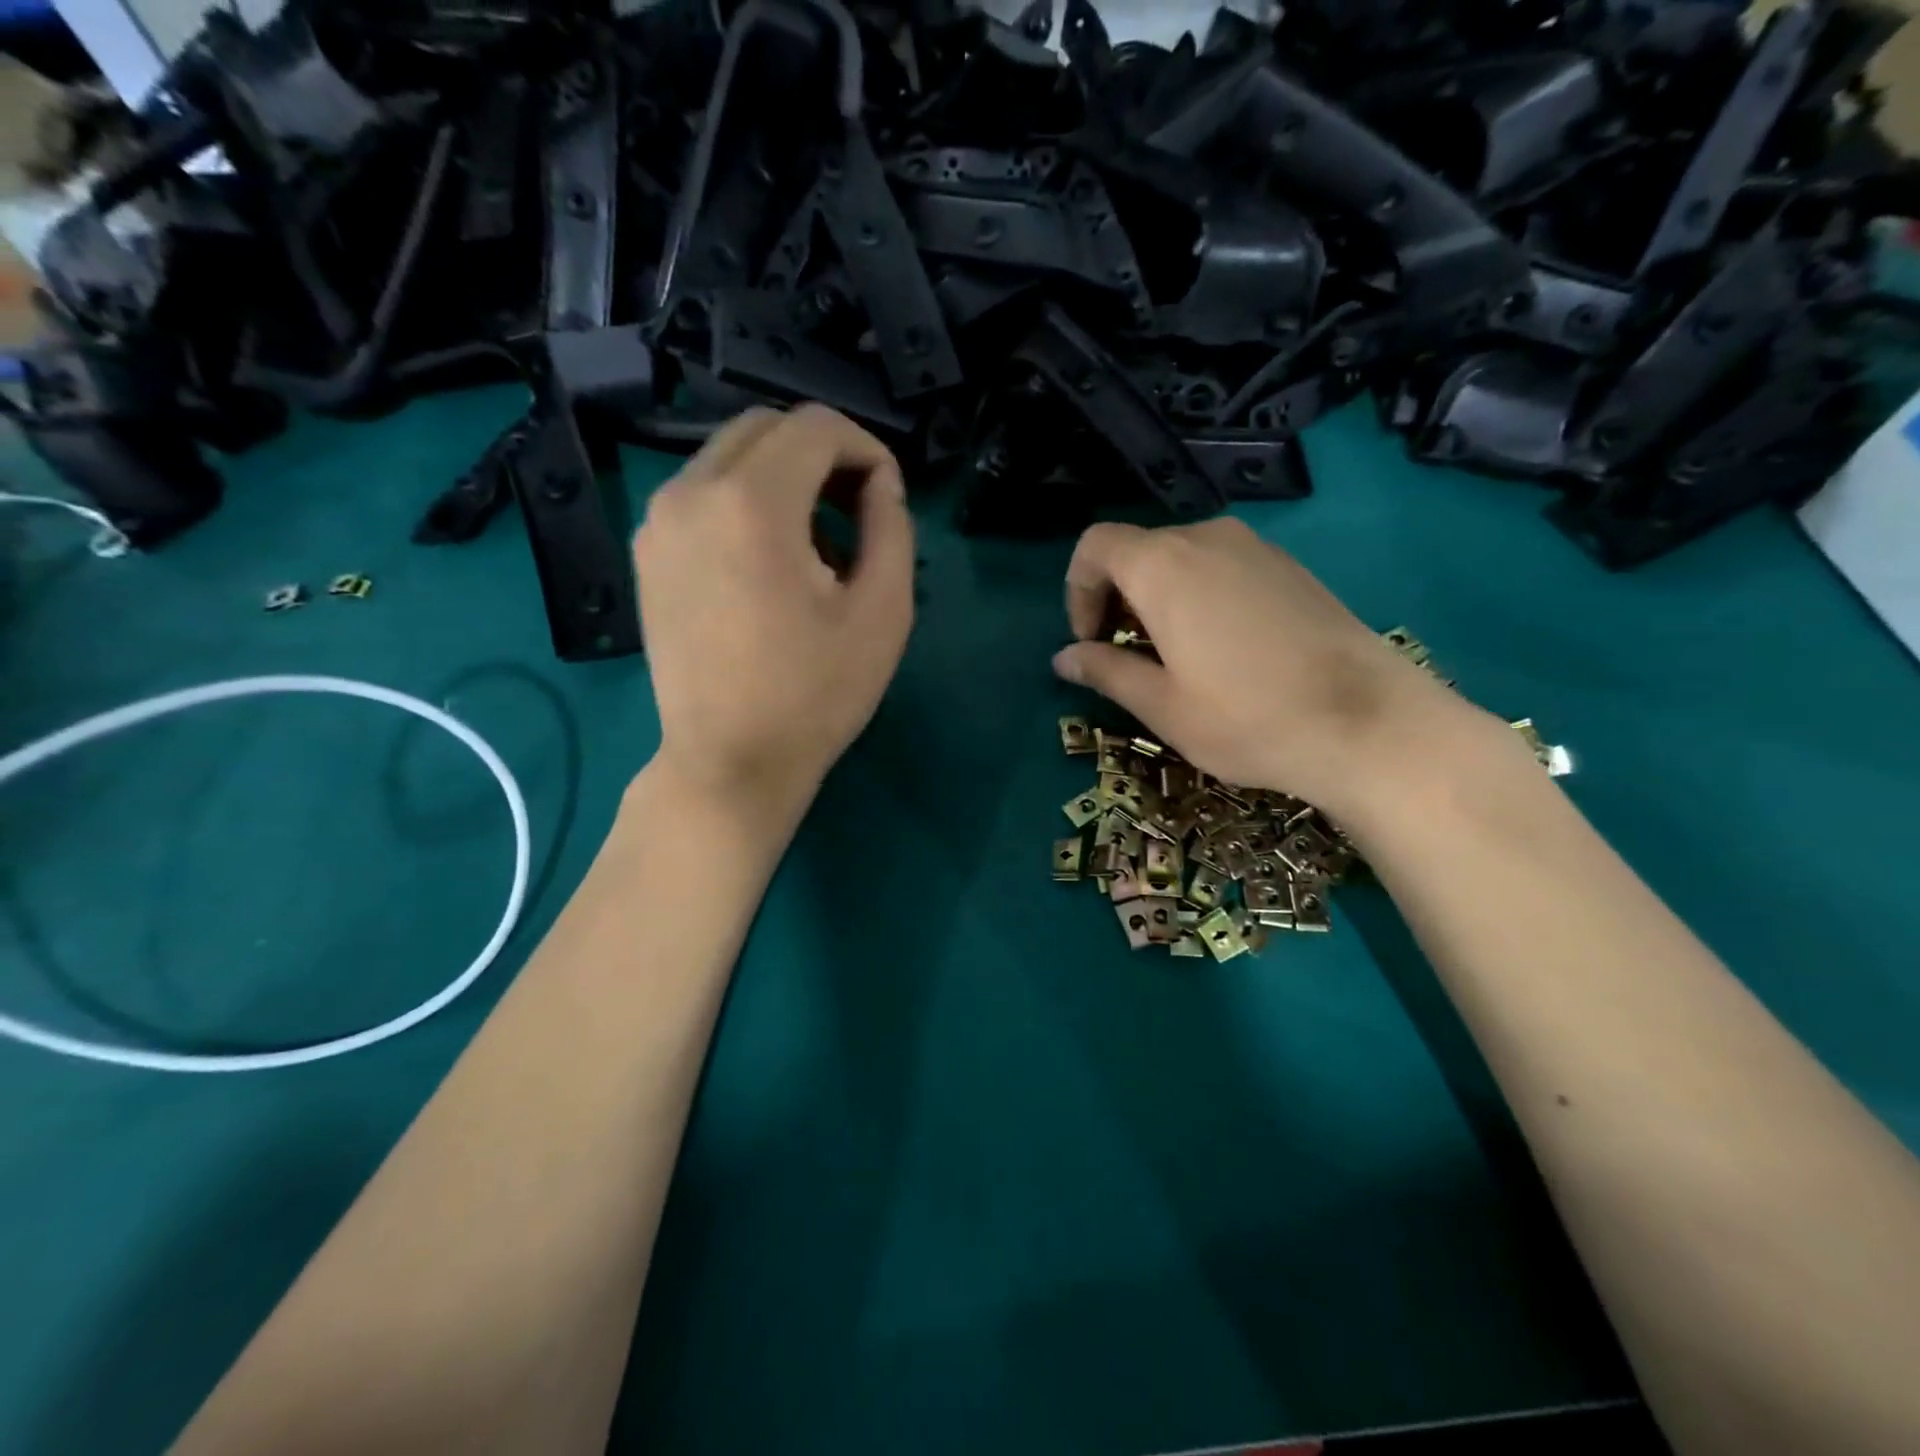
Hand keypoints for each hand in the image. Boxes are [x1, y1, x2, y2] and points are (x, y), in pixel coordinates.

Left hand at [635, 405, 914, 823]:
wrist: (729, 761)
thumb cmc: (815, 695)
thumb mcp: (883, 612)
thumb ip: (892, 527)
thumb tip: (880, 484)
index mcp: (751, 504)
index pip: (816, 427)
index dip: (866, 449)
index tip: (887, 496)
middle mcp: (691, 492)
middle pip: (767, 428)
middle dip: (823, 454)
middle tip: (857, 510)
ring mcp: (659, 521)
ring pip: (730, 456)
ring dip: (783, 476)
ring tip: (817, 542)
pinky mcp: (648, 551)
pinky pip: (703, 492)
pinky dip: (745, 500)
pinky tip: (770, 559)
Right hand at [1052, 518, 1497, 826]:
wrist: (1369, 723)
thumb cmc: (1247, 718)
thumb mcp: (1162, 706)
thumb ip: (1105, 671)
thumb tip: (1063, 657)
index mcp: (1164, 567)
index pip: (1096, 546)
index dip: (1078, 590)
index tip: (1092, 641)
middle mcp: (1206, 540)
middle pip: (1138, 550)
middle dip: (1117, 598)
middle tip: (1128, 656)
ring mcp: (1255, 548)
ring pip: (1181, 557)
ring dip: (1158, 598)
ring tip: (1174, 657)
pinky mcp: (1290, 567)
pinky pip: (1222, 566)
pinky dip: (1199, 595)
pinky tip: (1223, 649)